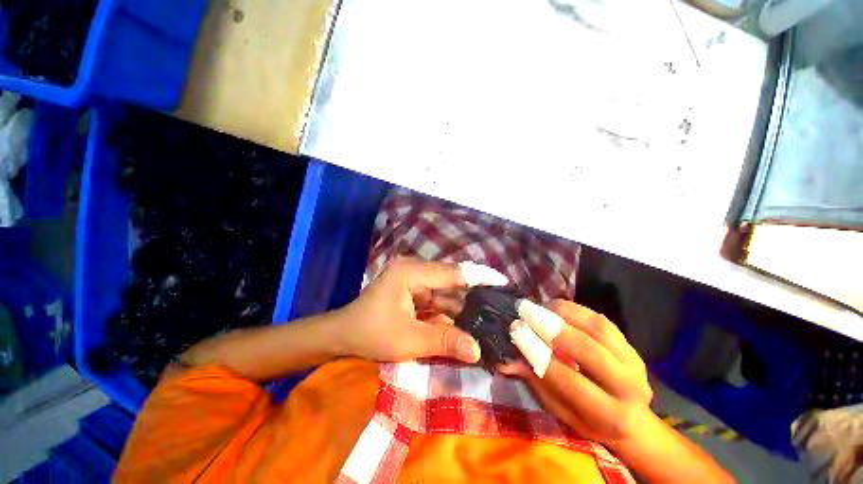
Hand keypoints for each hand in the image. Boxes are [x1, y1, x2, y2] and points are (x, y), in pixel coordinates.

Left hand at [337, 258, 502, 363]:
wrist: (344, 336)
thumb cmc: (371, 334)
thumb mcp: (408, 340)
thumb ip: (443, 341)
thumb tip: (477, 350)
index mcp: (410, 272)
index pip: (450, 272)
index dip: (477, 276)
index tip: (501, 280)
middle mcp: (414, 270)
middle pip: (450, 281)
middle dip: (473, 294)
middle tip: (499, 304)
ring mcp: (414, 280)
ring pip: (446, 291)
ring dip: (463, 305)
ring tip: (489, 314)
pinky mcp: (415, 292)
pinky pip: (438, 299)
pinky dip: (451, 310)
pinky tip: (468, 319)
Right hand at [500, 299, 652, 446]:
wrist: (633, 418)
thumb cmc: (590, 420)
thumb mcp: (561, 412)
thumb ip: (537, 383)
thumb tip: (507, 360)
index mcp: (610, 415)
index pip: (569, 379)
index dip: (539, 353)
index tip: (516, 331)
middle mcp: (629, 388)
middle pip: (589, 350)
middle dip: (552, 328)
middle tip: (525, 313)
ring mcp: (634, 362)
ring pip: (597, 328)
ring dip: (564, 313)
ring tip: (539, 307)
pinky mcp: (631, 345)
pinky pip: (601, 320)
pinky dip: (575, 309)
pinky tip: (555, 307)